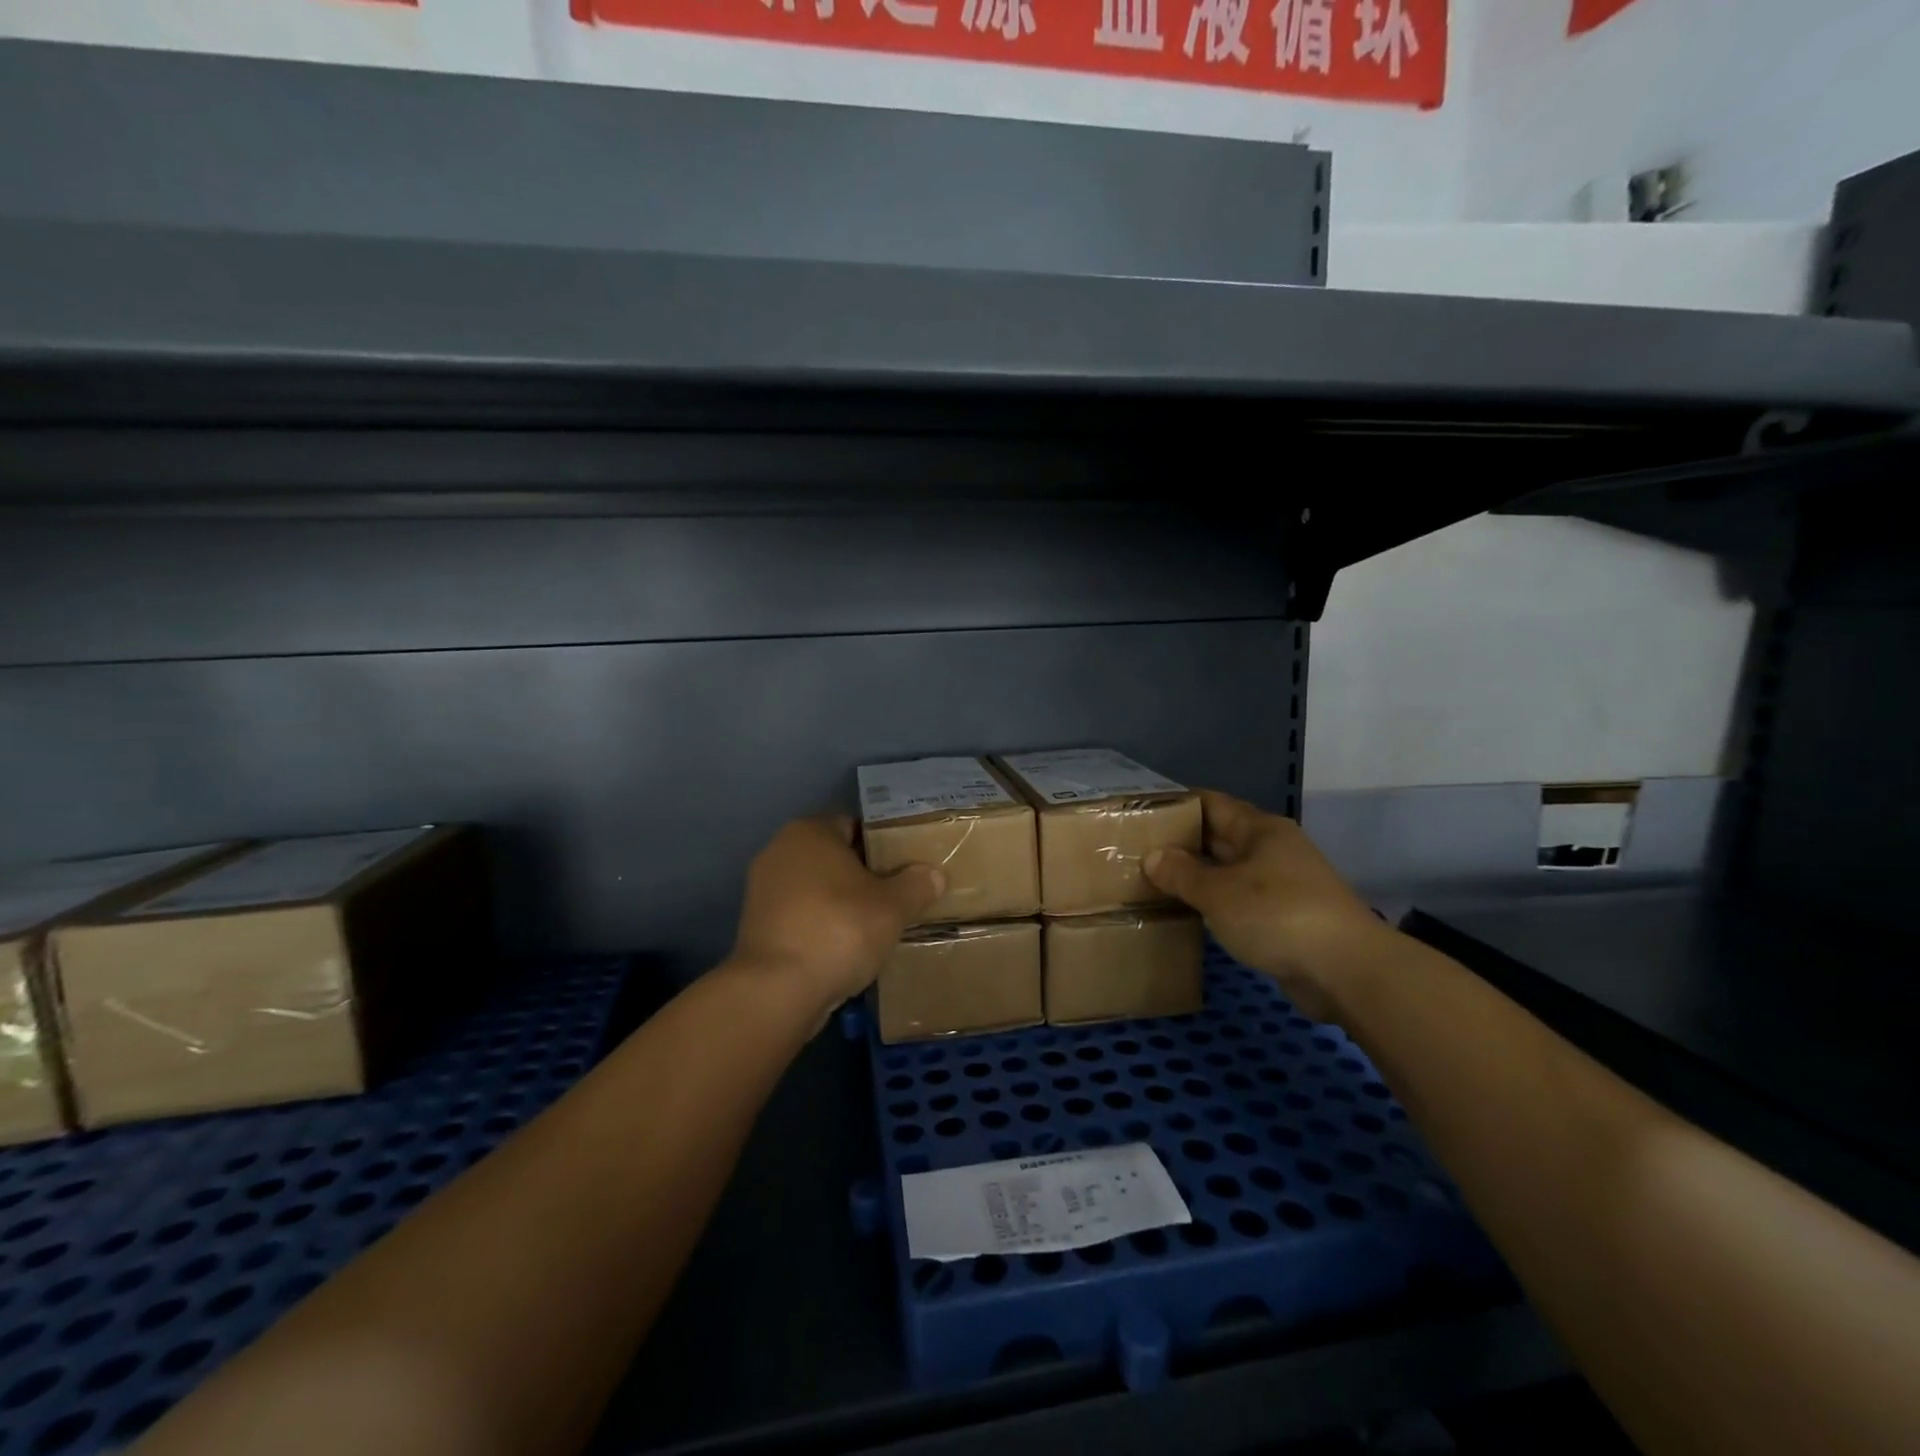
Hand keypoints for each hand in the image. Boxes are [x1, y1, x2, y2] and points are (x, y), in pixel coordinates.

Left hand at [732, 815, 946, 1014]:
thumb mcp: (893, 906)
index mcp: (809, 832)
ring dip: (841, 903)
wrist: (778, 990)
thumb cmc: (839, 929)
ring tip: (875, 926)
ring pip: (816, 889)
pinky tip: (845, 948)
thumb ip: (916, 885)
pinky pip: (801, 917)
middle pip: (834, 857)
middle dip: (863, 875)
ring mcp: (762, 890)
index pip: (854, 826)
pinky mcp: (756, 927)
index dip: (883, 845)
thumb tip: (933, 875)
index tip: (906, 867)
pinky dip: (821, 927)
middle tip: (897, 896)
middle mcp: (779, 851)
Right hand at [1145, 791, 1386, 1020]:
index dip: (1179, 805)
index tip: (1143, 813)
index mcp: (1260, 829)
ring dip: (1200, 877)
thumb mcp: (1218, 892)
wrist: (1345, 970)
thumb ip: (1182, 873)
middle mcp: (1274, 849)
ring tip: (1157, 883)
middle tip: (1139, 851)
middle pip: (1221, 837)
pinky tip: (1192, 914)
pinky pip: (1242, 901)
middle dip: (1184, 843)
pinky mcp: (1289, 918)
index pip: (1212, 803)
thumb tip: (1153, 856)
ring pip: (1231, 872)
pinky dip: (1218, 904)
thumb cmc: (1276, 914)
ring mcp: (1285, 884)